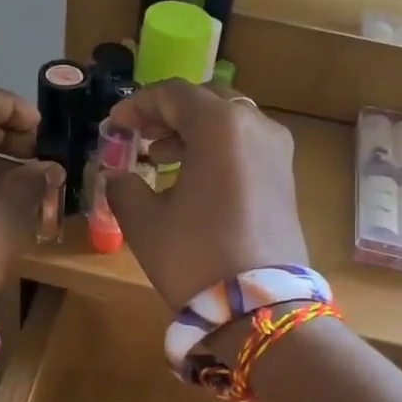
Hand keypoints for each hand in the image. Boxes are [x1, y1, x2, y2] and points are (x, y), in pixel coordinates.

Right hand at [104, 80, 309, 308]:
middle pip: (206, 102)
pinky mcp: (286, 178)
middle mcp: (256, 126)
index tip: (115, 124)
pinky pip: (246, 147)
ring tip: (161, 159)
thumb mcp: (145, 222)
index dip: (139, 105)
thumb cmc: (196, 256)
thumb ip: (124, 186)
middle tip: (139, 136)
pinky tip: (194, 180)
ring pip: (229, 124)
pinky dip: (217, 151)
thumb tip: (119, 176)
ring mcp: (278, 152)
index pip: (174, 94)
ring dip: (193, 133)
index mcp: (220, 125)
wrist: (260, 307)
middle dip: (168, 115)